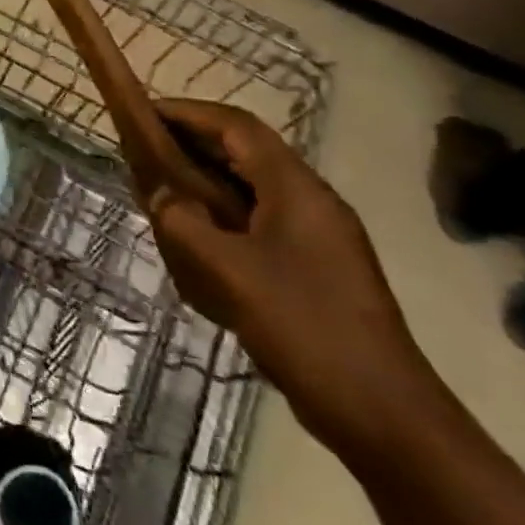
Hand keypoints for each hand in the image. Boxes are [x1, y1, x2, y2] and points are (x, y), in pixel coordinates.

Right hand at [149, 100, 437, 455]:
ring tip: (161, 196)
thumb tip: (158, 192)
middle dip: (193, 147)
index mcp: (296, 189)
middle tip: (143, 155)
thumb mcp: (227, 271)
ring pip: (250, 190)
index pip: (237, 126)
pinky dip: (221, 219)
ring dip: (205, 184)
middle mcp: (310, 201)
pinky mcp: (314, 268)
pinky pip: (258, 224)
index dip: (188, 113)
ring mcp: (316, 237)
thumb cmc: (303, 327)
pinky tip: (196, 246)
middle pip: (245, 153)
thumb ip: (183, 222)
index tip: (143, 113)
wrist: (381, 412)